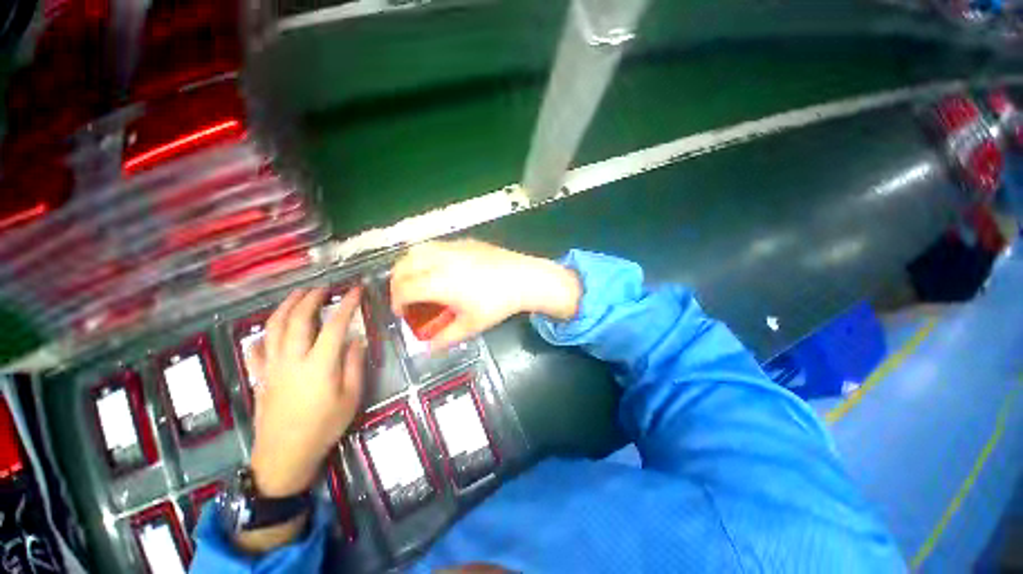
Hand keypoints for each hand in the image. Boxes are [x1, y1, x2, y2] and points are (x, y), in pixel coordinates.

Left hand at [246, 288, 365, 497]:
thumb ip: (354, 364)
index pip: (335, 325)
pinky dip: (263, 335)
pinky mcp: (260, 377)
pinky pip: (256, 349)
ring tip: (297, 295)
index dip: (347, 304)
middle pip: (298, 319)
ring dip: (286, 307)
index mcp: (319, 364)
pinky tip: (269, 332)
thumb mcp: (350, 397)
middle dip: (311, 298)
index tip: (356, 290)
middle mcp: (292, 359)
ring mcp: (271, 366)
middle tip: (323, 287)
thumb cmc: (324, 427)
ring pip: (274, 328)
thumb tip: (356, 339)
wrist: (284, 456)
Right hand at [390, 239, 580, 347]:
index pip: (404, 289)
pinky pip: (435, 245)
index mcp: (439, 282)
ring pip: (417, 250)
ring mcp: (452, 248)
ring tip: (417, 279)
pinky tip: (440, 268)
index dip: (397, 302)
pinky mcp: (464, 242)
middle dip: (397, 282)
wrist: (523, 278)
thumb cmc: (497, 304)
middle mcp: (440, 260)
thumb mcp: (471, 326)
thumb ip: (445, 339)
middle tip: (405, 297)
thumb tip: (429, 348)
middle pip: (403, 266)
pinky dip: (426, 256)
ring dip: (408, 265)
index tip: (402, 313)